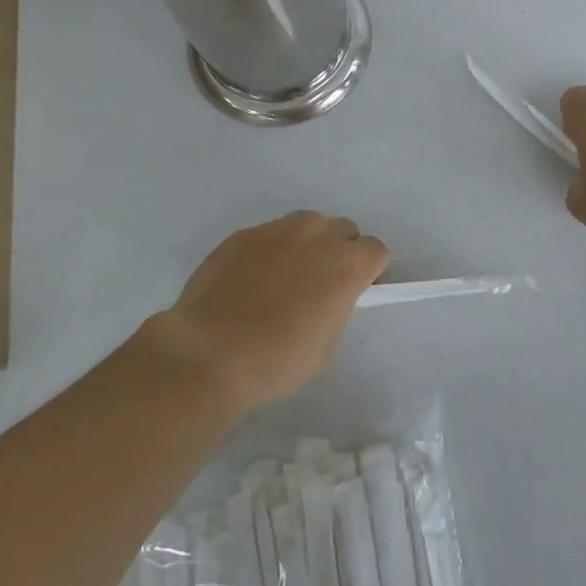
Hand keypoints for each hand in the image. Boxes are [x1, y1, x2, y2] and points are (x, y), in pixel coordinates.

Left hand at [149, 212, 389, 411]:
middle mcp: (316, 234)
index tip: (355, 291)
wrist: (209, 352)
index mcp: (346, 263)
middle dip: (340, 252)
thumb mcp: (325, 345)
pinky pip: (270, 235)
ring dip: (307, 245)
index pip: (376, 250)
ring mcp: (277, 229)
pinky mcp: (244, 233)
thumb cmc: (276, 360)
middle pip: (343, 230)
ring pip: (306, 225)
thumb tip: (331, 294)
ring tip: (285, 278)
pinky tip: (251, 281)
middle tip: (320, 285)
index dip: (369, 271)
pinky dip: (270, 251)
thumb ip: (338, 306)